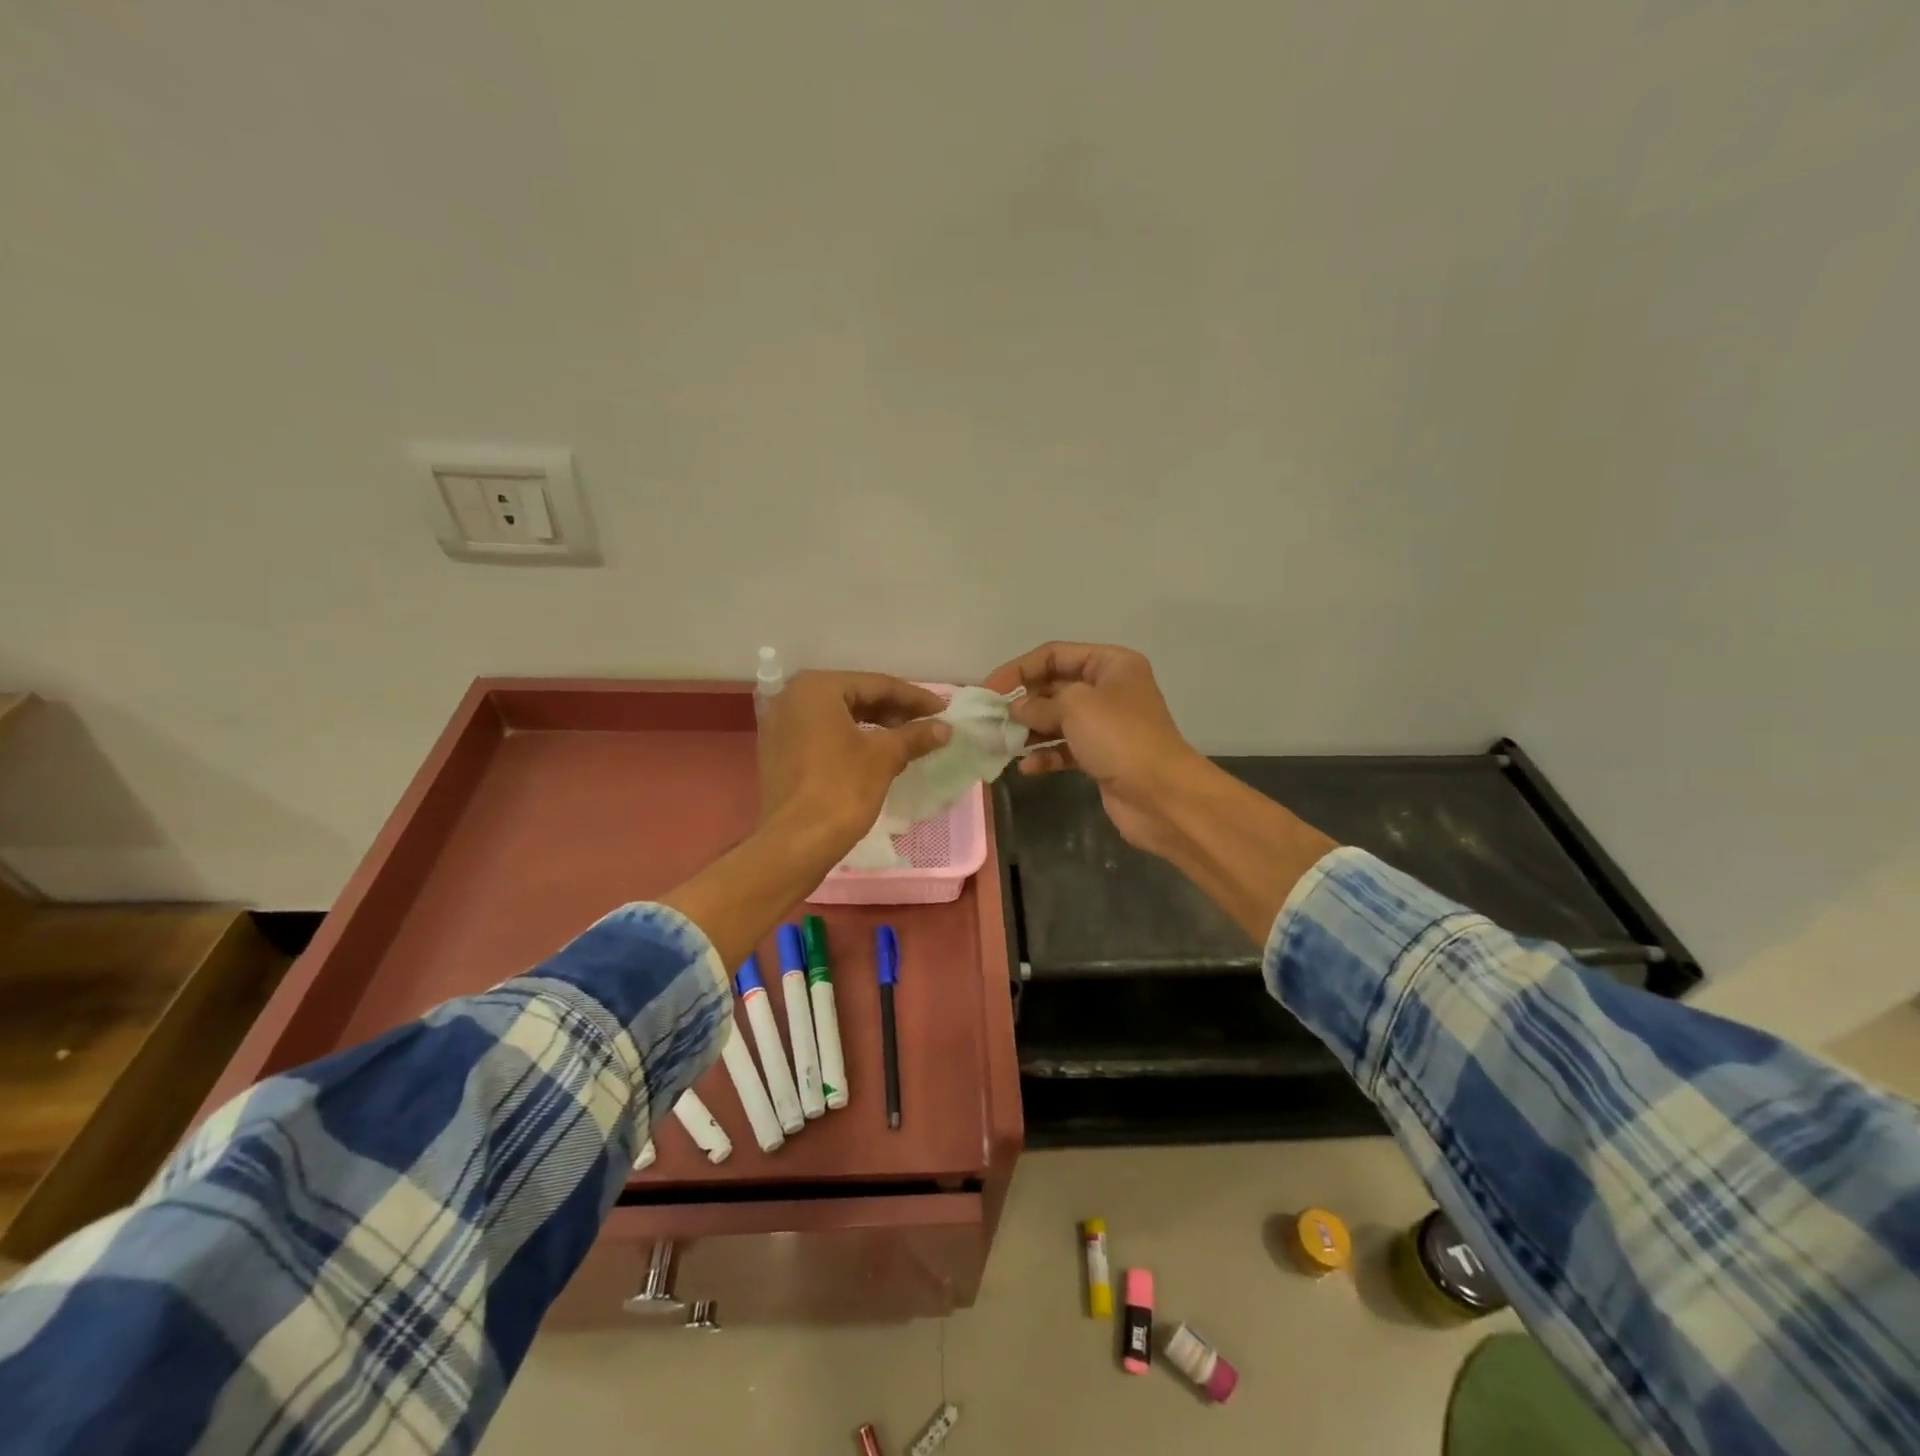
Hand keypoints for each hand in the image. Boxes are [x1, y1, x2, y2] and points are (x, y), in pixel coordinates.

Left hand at [757, 671, 950, 858]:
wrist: (795, 843)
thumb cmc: (841, 789)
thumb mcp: (884, 757)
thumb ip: (915, 736)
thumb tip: (944, 728)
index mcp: (817, 688)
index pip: (876, 684)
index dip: (915, 698)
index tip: (943, 710)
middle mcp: (792, 697)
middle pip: (856, 697)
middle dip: (894, 711)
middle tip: (928, 724)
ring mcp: (781, 725)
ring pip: (839, 717)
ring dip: (875, 726)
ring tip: (908, 740)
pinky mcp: (779, 752)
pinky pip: (823, 735)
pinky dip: (851, 740)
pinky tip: (878, 755)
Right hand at [984, 642, 1208, 855]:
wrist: (1161, 795)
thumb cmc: (1119, 737)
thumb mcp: (1074, 706)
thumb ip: (1038, 704)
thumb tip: (1016, 710)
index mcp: (1111, 664)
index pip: (1055, 654)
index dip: (1019, 669)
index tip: (989, 690)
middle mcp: (1109, 690)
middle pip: (1055, 686)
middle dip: (1024, 702)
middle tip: (993, 719)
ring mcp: (1107, 725)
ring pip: (1058, 720)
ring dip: (1030, 731)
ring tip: (1002, 743)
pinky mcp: (1102, 757)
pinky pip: (1066, 749)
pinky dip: (1046, 755)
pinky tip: (1026, 768)